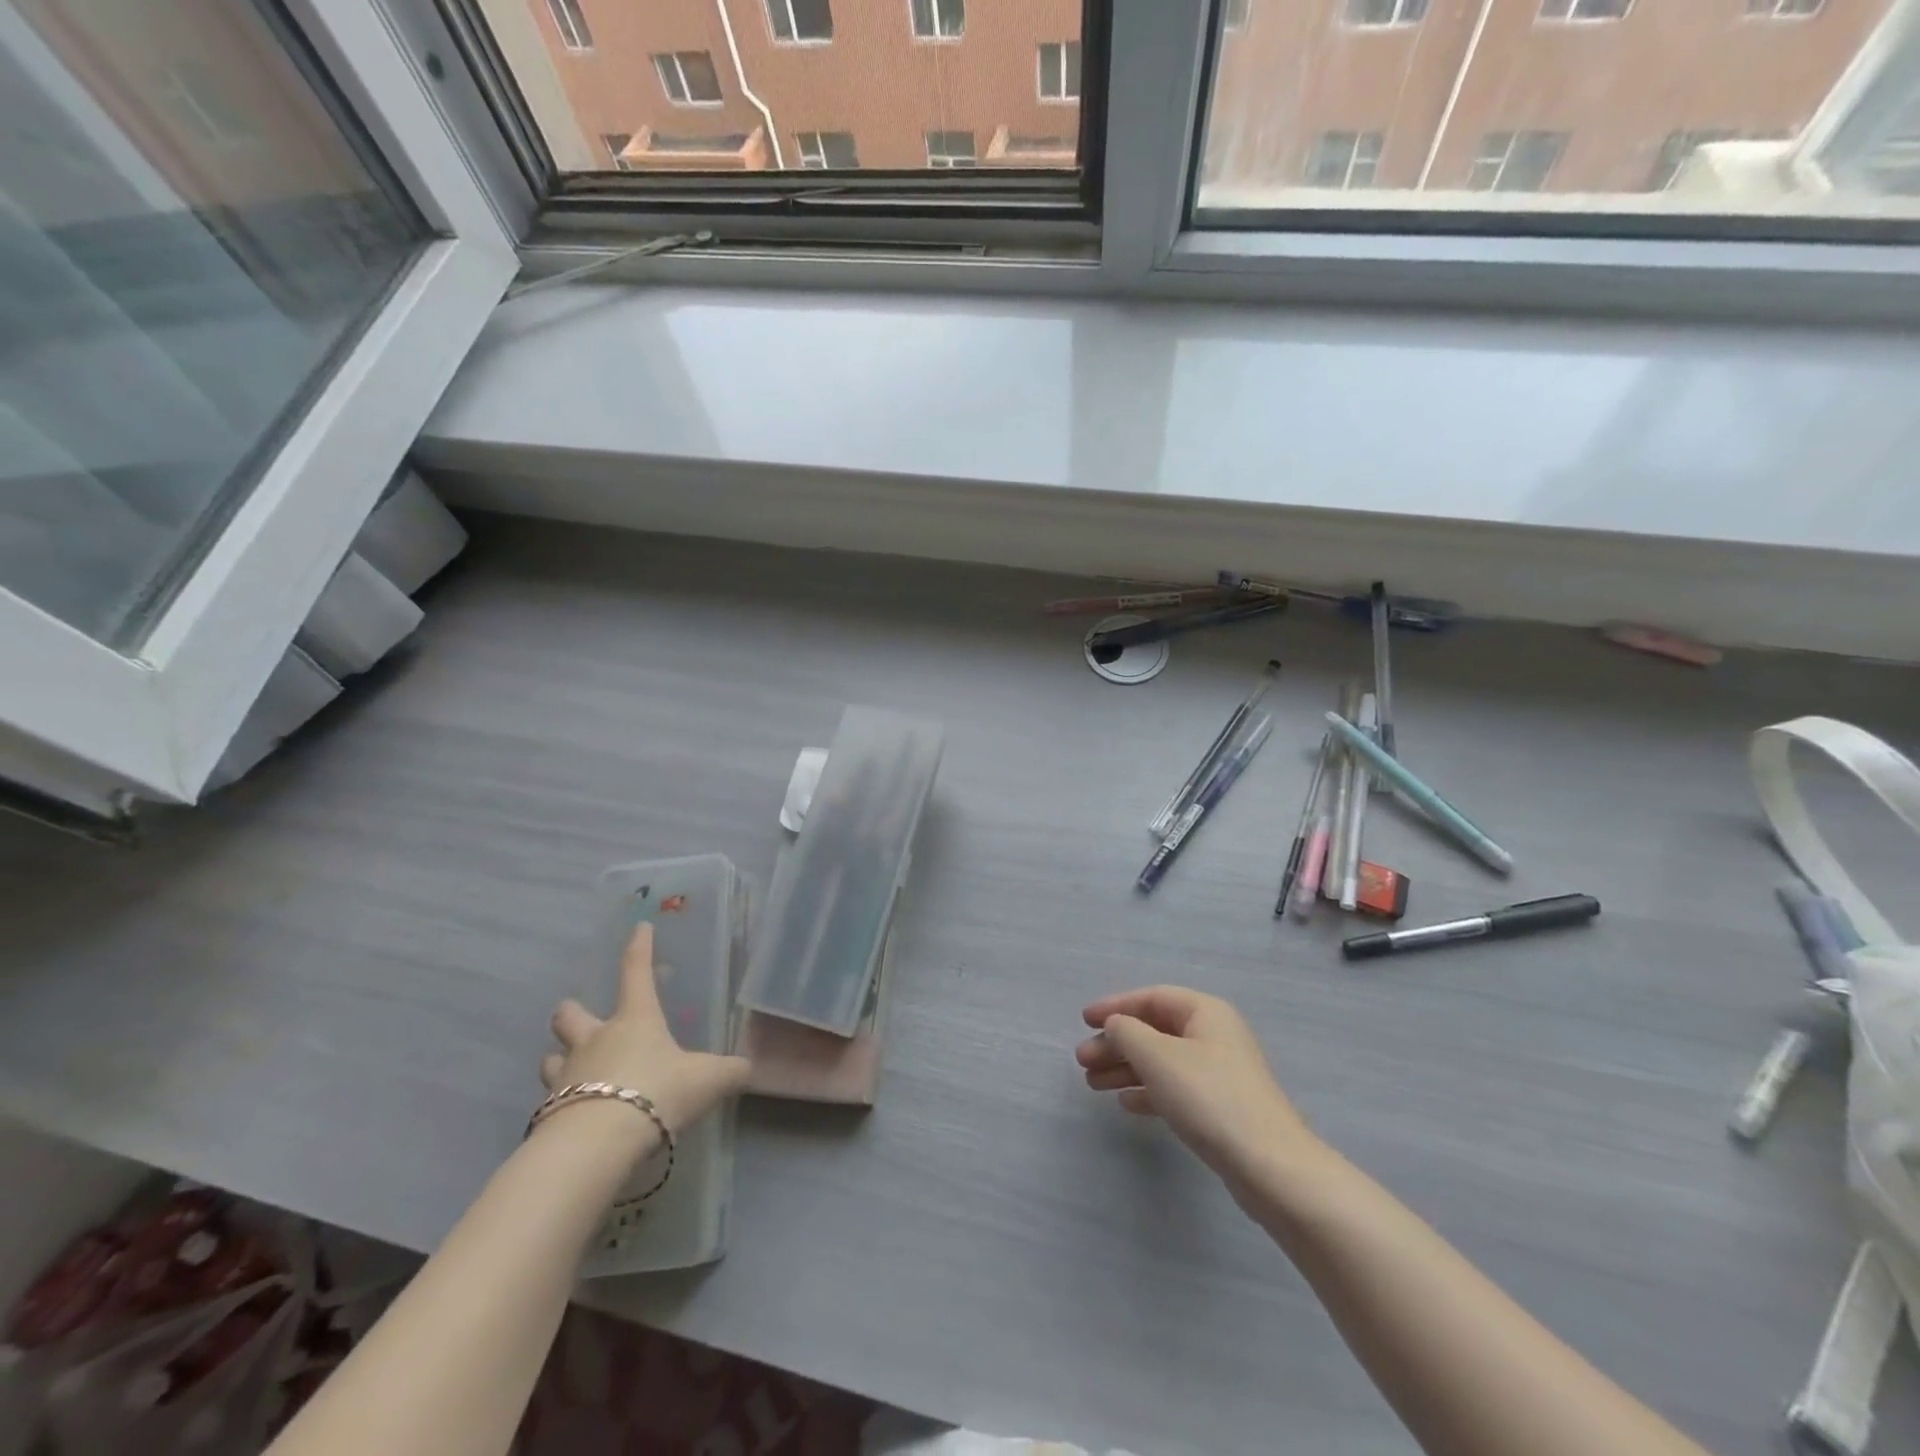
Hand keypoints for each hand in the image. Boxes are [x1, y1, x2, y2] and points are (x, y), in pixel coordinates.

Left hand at [542, 923, 750, 1134]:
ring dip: (559, 1061)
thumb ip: (729, 1071)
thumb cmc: (657, 1092)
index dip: (639, 948)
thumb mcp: (707, 1080)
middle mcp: (596, 1040)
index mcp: (635, 1020)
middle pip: (569, 1015)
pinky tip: (576, 1118)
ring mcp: (567, 1076)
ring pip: (550, 1059)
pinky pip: (550, 1102)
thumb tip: (746, 1067)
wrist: (598, 1143)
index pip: (636, 972)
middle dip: (571, 1013)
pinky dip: (561, 1106)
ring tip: (573, 1073)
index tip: (639, 928)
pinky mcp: (548, 1113)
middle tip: (579, 1018)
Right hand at [1076, 986, 1317, 1179]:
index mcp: (1205, 1012)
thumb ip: (1127, 1032)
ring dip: (1126, 1068)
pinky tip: (1126, 1104)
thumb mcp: (1158, 1056)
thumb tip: (1114, 1026)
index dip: (1115, 1006)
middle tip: (1082, 1061)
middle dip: (1116, 1043)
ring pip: (1161, 1061)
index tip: (1084, 1020)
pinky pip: (1174, 1088)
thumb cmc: (1209, 1097)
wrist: (1270, 1167)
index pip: (1151, 997)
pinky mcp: (1220, 1107)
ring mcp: (1219, 1072)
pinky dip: (1148, 1091)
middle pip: (1154, 1030)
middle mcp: (1214, 1035)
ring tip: (1092, 1084)